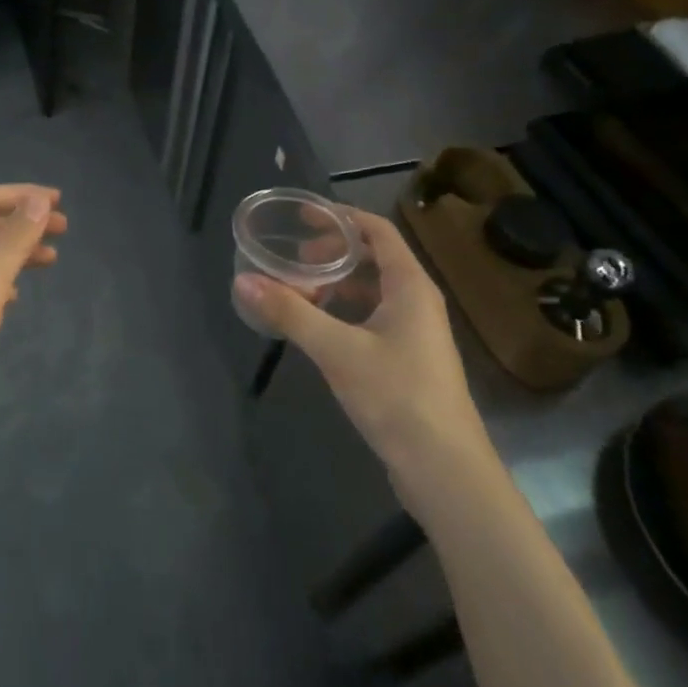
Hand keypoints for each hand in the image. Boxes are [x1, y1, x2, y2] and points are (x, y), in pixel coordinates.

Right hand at [234, 209, 488, 481]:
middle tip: (295, 261)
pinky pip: (375, 316)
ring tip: (301, 292)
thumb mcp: (336, 351)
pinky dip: (346, 311)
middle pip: (375, 258)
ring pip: (374, 290)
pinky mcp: (409, 359)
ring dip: (339, 284)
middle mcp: (418, 301)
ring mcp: (416, 332)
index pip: (377, 230)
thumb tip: (243, 280)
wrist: (445, 470)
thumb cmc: (396, 397)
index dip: (341, 217)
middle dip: (334, 253)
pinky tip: (321, 328)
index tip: (302, 216)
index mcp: (410, 286)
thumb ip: (289, 313)